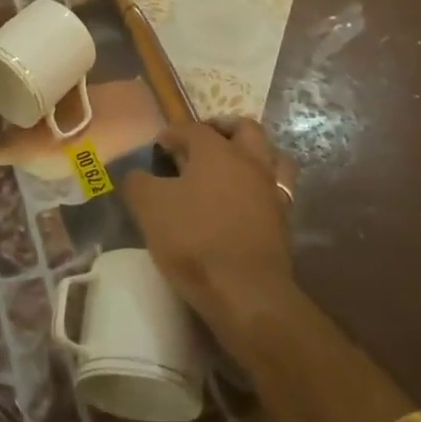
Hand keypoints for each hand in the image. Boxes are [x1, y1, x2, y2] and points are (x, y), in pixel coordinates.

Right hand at [122, 116, 298, 341]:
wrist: (246, 293)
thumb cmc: (194, 240)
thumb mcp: (149, 208)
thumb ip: (138, 183)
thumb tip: (137, 175)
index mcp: (216, 151)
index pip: (193, 128)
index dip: (173, 134)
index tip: (158, 148)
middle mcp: (249, 162)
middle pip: (244, 129)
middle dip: (222, 129)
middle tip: (202, 142)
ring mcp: (271, 191)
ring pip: (271, 156)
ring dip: (252, 154)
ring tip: (230, 167)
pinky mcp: (283, 221)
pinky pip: (277, 190)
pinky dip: (261, 187)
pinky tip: (244, 201)